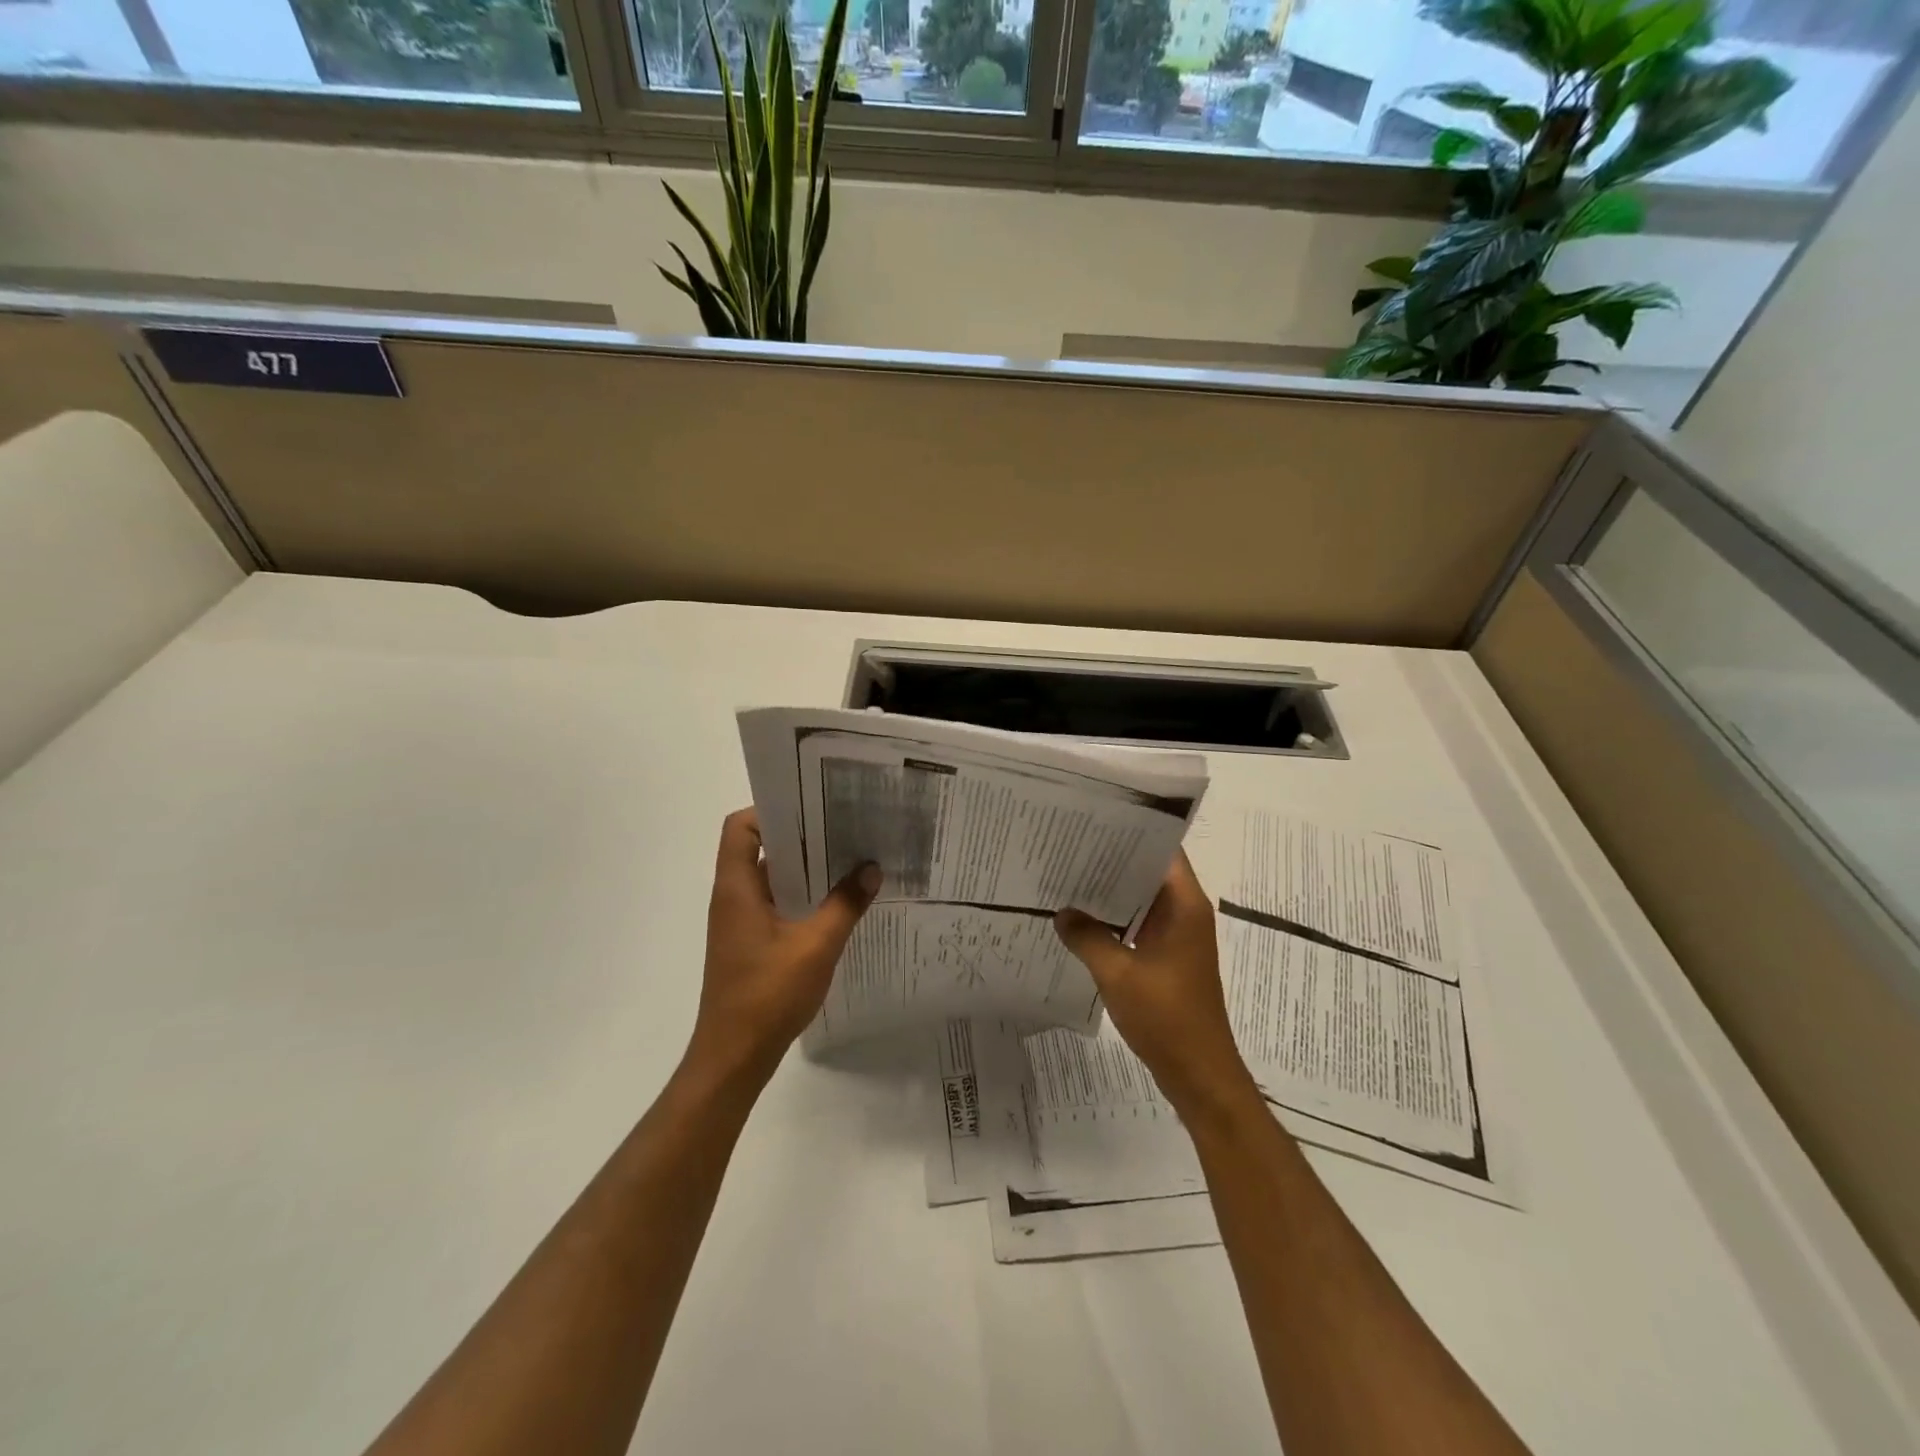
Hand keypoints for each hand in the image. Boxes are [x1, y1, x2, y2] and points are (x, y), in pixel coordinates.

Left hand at [687, 808, 881, 1088]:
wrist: (734, 1058)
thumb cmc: (767, 995)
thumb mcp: (816, 946)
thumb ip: (844, 904)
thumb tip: (872, 868)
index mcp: (737, 888)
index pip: (740, 827)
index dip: (771, 810)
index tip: (812, 807)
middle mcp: (734, 897)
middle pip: (760, 848)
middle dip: (801, 836)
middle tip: (845, 826)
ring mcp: (741, 922)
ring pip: (772, 878)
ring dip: (806, 868)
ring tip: (849, 857)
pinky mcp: (751, 943)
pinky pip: (777, 903)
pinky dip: (803, 896)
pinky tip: (838, 902)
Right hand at [1053, 853, 1257, 1118]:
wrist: (1199, 1074)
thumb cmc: (1167, 1017)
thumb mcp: (1118, 974)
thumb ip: (1087, 937)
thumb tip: (1062, 912)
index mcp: (1185, 905)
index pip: (1164, 849)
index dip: (1134, 831)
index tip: (1096, 819)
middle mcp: (1185, 913)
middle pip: (1150, 871)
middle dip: (1114, 858)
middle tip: (1069, 844)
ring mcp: (1177, 937)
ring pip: (1142, 900)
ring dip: (1112, 891)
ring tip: (1069, 875)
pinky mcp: (1168, 958)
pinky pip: (1139, 925)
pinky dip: (1115, 919)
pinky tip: (1081, 919)